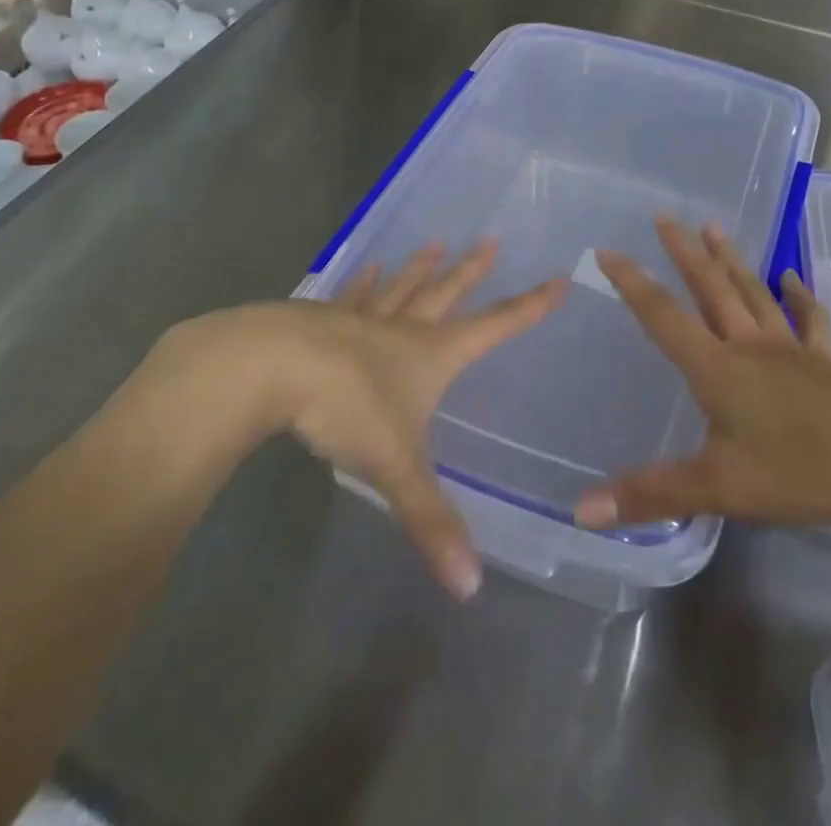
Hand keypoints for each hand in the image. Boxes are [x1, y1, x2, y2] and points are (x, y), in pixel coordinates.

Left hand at [159, 241, 563, 600]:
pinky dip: (364, 282)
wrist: (272, 367)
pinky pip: (352, 296)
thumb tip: (470, 588)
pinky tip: (368, 268)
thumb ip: (431, 522)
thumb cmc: (347, 408)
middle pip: (446, 294)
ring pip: (401, 288)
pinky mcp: (321, 320)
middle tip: (491, 242)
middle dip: (470, 272)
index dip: (529, 307)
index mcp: (432, 354)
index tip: (557, 279)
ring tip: (435, 244)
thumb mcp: (396, 467)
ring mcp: (361, 318)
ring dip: (420, 268)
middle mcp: (403, 328)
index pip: (495, 327)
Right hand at [572, 217, 830, 537]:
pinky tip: (791, 278)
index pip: (663, 316)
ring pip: (753, 292)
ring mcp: (792, 350)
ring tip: (713, 227)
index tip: (608, 250)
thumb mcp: (720, 488)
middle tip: (665, 216)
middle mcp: (751, 346)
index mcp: (718, 368)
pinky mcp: (827, 362)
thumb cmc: (802, 471)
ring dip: (731, 259)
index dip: (632, 283)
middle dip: (684, 252)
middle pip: (711, 288)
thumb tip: (582, 509)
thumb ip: (652, 494)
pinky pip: (808, 319)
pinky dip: (798, 295)